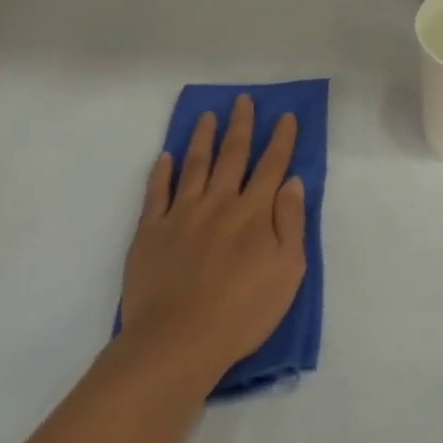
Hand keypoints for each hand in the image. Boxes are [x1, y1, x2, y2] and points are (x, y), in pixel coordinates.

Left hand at [120, 95, 305, 381]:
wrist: (176, 342)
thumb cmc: (243, 311)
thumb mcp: (288, 271)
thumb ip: (291, 223)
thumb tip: (293, 183)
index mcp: (254, 212)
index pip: (272, 166)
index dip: (281, 139)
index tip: (286, 116)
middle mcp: (219, 202)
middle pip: (232, 155)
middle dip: (241, 126)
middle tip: (243, 100)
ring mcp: (181, 214)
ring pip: (194, 165)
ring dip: (203, 138)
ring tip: (207, 116)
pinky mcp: (150, 232)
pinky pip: (156, 193)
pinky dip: (161, 172)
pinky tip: (165, 157)